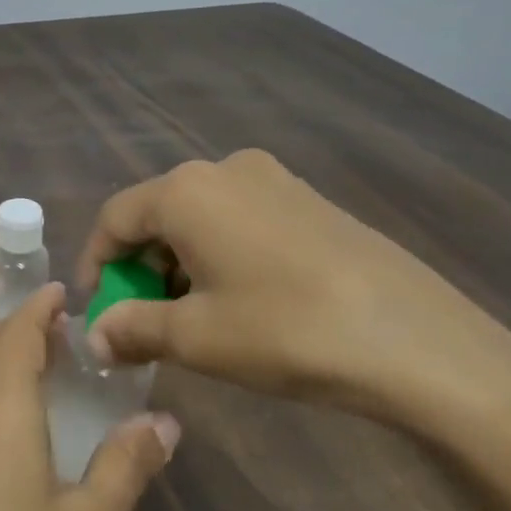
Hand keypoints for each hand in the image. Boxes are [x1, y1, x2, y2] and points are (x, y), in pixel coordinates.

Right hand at [78, 149, 510, 431]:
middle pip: (157, 213)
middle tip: (142, 320)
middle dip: (140, 266)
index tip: (98, 312)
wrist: (416, 340)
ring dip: (179, 262)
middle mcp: (224, 169)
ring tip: (191, 318)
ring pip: (200, 217)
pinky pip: (240, 219)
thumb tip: (94, 336)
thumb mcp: (196, 337)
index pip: (114, 218)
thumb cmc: (285, 330)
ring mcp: (273, 179)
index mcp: (186, 191)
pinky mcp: (309, 200)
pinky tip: (239, 299)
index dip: (96, 264)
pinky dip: (220, 254)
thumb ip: (133, 328)